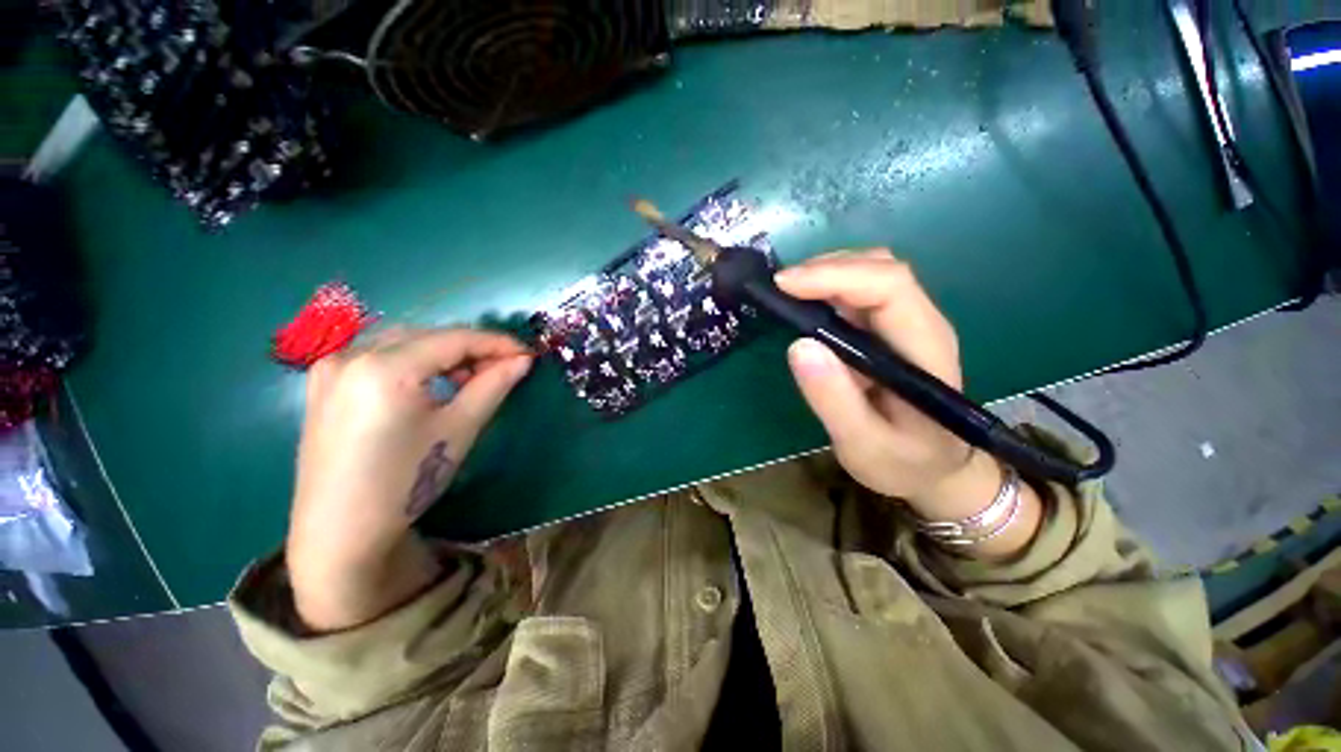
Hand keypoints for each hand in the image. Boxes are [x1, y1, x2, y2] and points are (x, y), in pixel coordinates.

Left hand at [287, 328, 532, 629]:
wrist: (340, 532)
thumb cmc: (407, 482)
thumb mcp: (459, 429)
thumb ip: (493, 385)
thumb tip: (523, 360)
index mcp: (385, 368)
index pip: (454, 339)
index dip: (497, 343)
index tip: (527, 353)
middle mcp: (352, 354)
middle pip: (429, 336)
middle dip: (471, 348)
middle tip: (503, 369)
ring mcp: (331, 366)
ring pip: (404, 341)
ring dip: (443, 353)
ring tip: (469, 380)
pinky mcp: (323, 382)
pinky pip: (379, 354)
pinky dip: (414, 360)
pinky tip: (431, 384)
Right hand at [776, 250, 1040, 555]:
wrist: (937, 470)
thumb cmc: (904, 463)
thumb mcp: (864, 445)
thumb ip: (834, 399)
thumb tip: (798, 345)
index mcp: (924, 350)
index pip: (889, 287)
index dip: (836, 276)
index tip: (784, 285)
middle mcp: (921, 325)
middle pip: (881, 268)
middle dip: (826, 268)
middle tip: (779, 289)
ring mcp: (907, 324)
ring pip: (871, 273)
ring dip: (826, 274)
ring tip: (786, 294)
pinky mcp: (890, 330)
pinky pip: (860, 293)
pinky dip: (828, 288)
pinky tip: (804, 304)